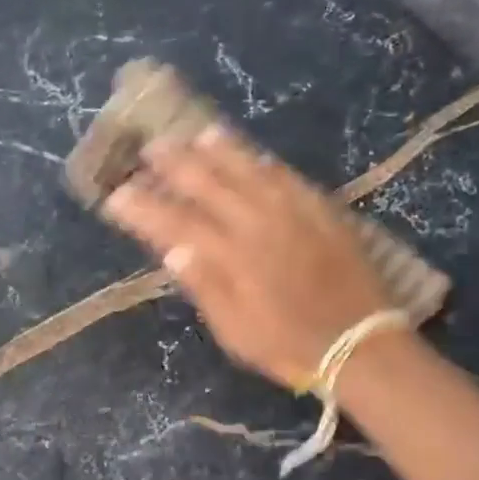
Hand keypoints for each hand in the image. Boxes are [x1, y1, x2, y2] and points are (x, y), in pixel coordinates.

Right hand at [102, 127, 395, 389]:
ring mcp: (290, 211)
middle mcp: (256, 224)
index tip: (117, 195)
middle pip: (206, 183)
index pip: (174, 223)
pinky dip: (261, 161)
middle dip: (173, 163)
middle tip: (150, 148)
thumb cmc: (288, 345)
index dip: (142, 207)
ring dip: (216, 150)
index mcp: (230, 257)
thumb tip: (171, 248)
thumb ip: (204, 286)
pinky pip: (284, 175)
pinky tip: (250, 155)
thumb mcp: (235, 331)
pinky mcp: (319, 208)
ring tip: (195, 135)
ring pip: (245, 169)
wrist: (361, 341)